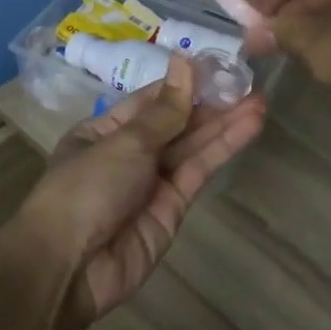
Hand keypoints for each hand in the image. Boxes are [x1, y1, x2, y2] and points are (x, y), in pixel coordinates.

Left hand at [18, 55, 265, 319]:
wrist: (70, 267)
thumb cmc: (86, 189)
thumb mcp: (124, 142)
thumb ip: (164, 111)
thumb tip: (184, 62)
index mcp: (104, 131)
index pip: (150, 101)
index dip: (184, 83)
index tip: (218, 66)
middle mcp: (129, 154)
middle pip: (175, 123)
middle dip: (210, 104)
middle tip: (250, 82)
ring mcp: (152, 182)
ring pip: (192, 146)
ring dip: (224, 124)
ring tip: (260, 100)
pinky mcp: (173, 208)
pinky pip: (199, 171)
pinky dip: (223, 149)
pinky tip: (248, 127)